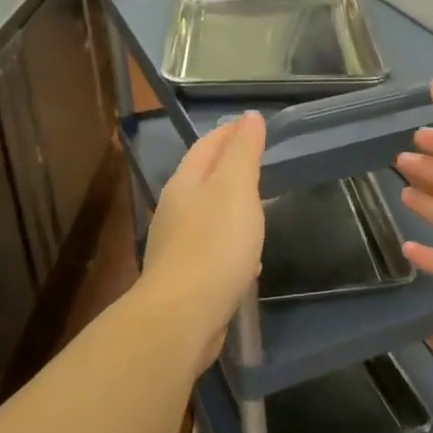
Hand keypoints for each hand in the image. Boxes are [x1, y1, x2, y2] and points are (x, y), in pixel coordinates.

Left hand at [140, 112, 266, 370]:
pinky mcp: (186, 278)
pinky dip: (231, 244)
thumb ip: (243, 152)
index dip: (229, 132)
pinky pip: (213, 250)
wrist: (183, 315)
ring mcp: (177, 246)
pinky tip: (249, 259)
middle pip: (203, 179)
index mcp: (185, 184)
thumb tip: (248, 117)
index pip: (206, 146)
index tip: (252, 122)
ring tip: (256, 205)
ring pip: (207, 216)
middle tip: (257, 160)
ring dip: (230, 207)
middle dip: (228, 167)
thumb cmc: (214, 244)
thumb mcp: (235, 188)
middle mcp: (175, 211)